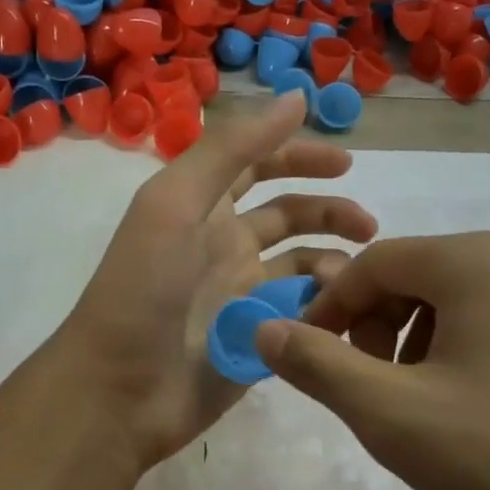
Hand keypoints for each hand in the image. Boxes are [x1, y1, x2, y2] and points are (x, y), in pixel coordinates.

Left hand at [58, 92, 376, 470]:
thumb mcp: (176, 202)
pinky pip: (304, 315)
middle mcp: (225, 247)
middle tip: (369, 226)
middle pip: (289, 216)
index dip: (299, 156)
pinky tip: (341, 313)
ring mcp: (243, 297)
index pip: (258, 166)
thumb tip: (295, 98)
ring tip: (357, 275)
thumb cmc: (143, 289)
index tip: (346, 164)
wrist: (120, 391)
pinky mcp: (260, 340)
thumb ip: (232, 149)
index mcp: (203, 209)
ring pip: (303, 266)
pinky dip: (326, 307)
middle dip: (331, 213)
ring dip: (334, 261)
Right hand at [253, 232, 489, 489]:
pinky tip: (461, 412)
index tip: (307, 360)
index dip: (327, 310)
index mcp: (471, 260)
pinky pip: (489, 324)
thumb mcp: (390, 412)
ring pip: (449, 303)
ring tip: (411, 408)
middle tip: (363, 391)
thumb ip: (317, 364)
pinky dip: (452, 355)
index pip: (371, 263)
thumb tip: (262, 328)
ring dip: (409, 345)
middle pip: (410, 277)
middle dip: (371, 330)